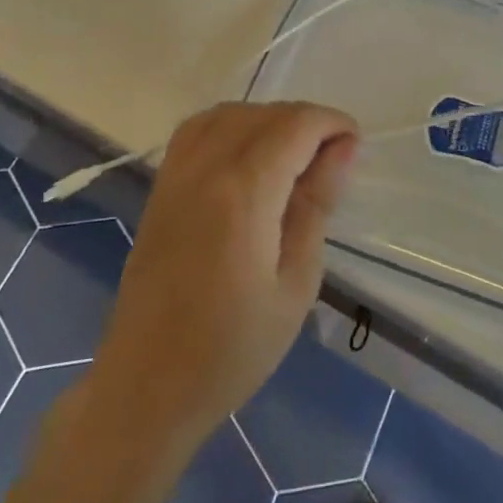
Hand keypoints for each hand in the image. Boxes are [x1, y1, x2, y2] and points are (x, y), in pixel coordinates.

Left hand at [92, 102, 358, 448]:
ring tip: (294, 155)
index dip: (332, 123)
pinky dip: (232, 125)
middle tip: (332, 160)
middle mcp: (205, 169)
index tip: (355, 146)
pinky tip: (249, 156)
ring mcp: (175, 176)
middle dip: (307, 122)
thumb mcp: (296, 283)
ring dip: (269, 120)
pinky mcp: (160, 189)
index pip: (295, 125)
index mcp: (243, 193)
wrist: (146, 388)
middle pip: (264, 114)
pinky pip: (197, 130)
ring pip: (229, 113)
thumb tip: (343, 148)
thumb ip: (317, 205)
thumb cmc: (233, 349)